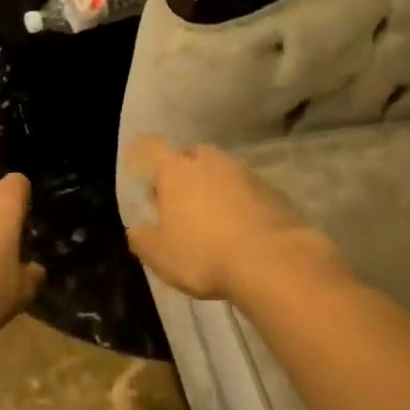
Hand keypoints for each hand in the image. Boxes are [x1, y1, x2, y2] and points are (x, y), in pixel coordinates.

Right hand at [127, 139, 341, 302]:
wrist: (272, 261)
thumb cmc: (205, 255)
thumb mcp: (161, 256)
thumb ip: (142, 238)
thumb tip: (137, 227)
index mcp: (175, 170)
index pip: (152, 148)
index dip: (144, 155)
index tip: (143, 170)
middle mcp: (207, 161)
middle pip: (189, 155)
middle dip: (181, 171)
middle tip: (178, 199)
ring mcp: (242, 171)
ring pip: (219, 169)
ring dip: (212, 184)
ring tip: (210, 214)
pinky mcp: (270, 187)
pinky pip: (244, 186)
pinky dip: (238, 198)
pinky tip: (239, 224)